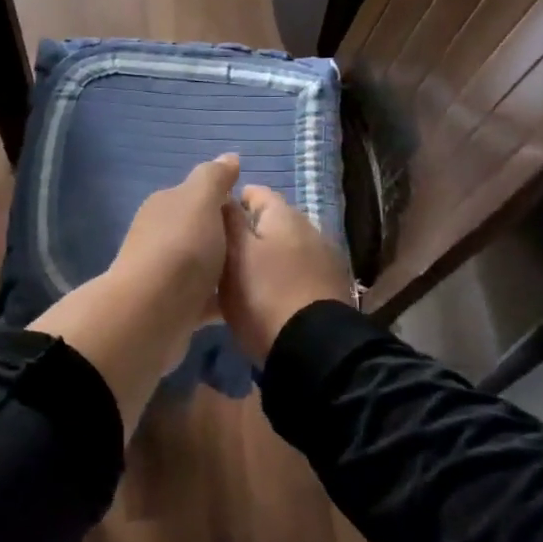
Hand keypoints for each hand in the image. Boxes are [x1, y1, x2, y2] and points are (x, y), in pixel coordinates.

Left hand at [112, 151, 241, 333]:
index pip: (198, 196)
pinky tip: (244, 303)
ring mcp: (164, 274)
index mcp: (164, 206)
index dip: (226, 202)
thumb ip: (214, 177)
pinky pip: (204, 298)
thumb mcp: (201, 200)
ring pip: (203, 265)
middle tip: (262, 247)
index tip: (255, 216)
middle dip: (228, 237)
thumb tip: (229, 157)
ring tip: (259, 275)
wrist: (151, 314)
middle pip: (201, 231)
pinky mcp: (172, 308)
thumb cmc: (181, 248)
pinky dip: (221, 298)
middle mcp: (159, 236)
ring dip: (225, 269)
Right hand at [219, 184, 354, 361]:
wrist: (313, 349)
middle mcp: (309, 228)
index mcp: (284, 215)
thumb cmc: (263, 295)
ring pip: (285, 247)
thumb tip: (224, 196)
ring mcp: (324, 258)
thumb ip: (229, 221)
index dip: (232, 202)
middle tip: (222, 252)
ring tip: (242, 276)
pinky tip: (268, 294)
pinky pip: (298, 270)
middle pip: (272, 221)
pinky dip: (282, 275)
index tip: (211, 223)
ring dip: (267, 255)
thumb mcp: (234, 255)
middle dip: (249, 231)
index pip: (255, 192)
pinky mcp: (330, 287)